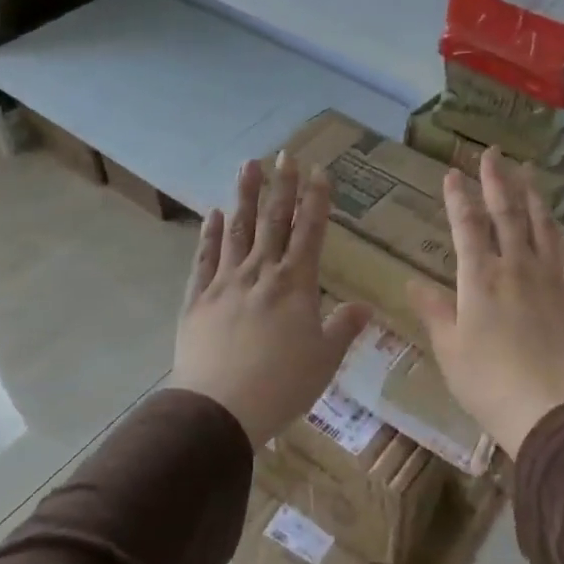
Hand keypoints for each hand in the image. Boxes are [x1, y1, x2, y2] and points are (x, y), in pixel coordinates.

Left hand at [168, 153, 372, 446]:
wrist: (219, 409)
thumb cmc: (281, 385)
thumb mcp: (325, 360)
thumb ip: (344, 328)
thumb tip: (365, 306)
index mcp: (296, 285)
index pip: (310, 232)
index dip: (317, 200)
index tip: (320, 171)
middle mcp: (261, 273)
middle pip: (273, 221)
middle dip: (282, 186)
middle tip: (285, 154)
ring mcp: (226, 282)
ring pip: (237, 230)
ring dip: (245, 196)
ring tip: (249, 165)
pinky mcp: (198, 299)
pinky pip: (205, 259)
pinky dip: (210, 235)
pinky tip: (213, 214)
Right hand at [407, 150, 563, 458]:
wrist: (549, 411)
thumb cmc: (488, 383)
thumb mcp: (449, 350)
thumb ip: (434, 311)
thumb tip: (413, 282)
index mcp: (479, 279)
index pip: (466, 227)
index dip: (457, 198)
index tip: (452, 173)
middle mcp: (516, 268)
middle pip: (506, 215)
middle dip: (497, 182)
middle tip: (494, 153)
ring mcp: (551, 280)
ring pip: (543, 228)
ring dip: (535, 198)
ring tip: (529, 173)